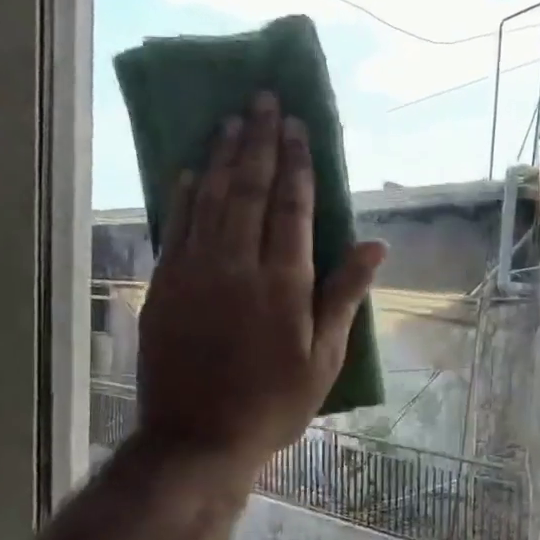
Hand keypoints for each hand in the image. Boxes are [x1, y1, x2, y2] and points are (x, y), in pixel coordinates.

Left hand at [136, 91, 384, 474]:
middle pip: (249, 190)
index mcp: (283, 283)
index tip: (297, 126)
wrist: (197, 439)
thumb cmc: (273, 403)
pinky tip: (191, 169)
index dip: (296, 163)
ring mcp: (194, 272)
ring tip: (232, 120)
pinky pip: (175, 227)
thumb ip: (344, 296)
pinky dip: (184, 194)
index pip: (291, 207)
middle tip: (264, 100)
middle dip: (259, 142)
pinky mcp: (164, 286)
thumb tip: (374, 247)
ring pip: (210, 199)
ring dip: (222, 157)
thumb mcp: (324, 358)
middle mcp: (236, 265)